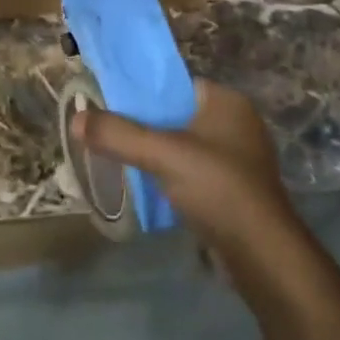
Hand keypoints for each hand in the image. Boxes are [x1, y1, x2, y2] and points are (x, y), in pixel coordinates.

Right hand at [73, 80, 297, 261]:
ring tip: (122, 161)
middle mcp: (236, 123)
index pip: (175, 84)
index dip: (141, 92)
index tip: (110, 104)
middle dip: (144, 127)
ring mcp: (238, 158)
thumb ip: (119, 134)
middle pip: (176, 115)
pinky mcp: (235, 189)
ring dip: (156, 155)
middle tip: (110, 135)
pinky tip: (149, 189)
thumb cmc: (217, 188)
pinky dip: (171, 177)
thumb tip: (77, 118)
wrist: (262, 255)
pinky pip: (193, 172)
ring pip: (183, 146)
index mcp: (226, 101)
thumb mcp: (162, 154)